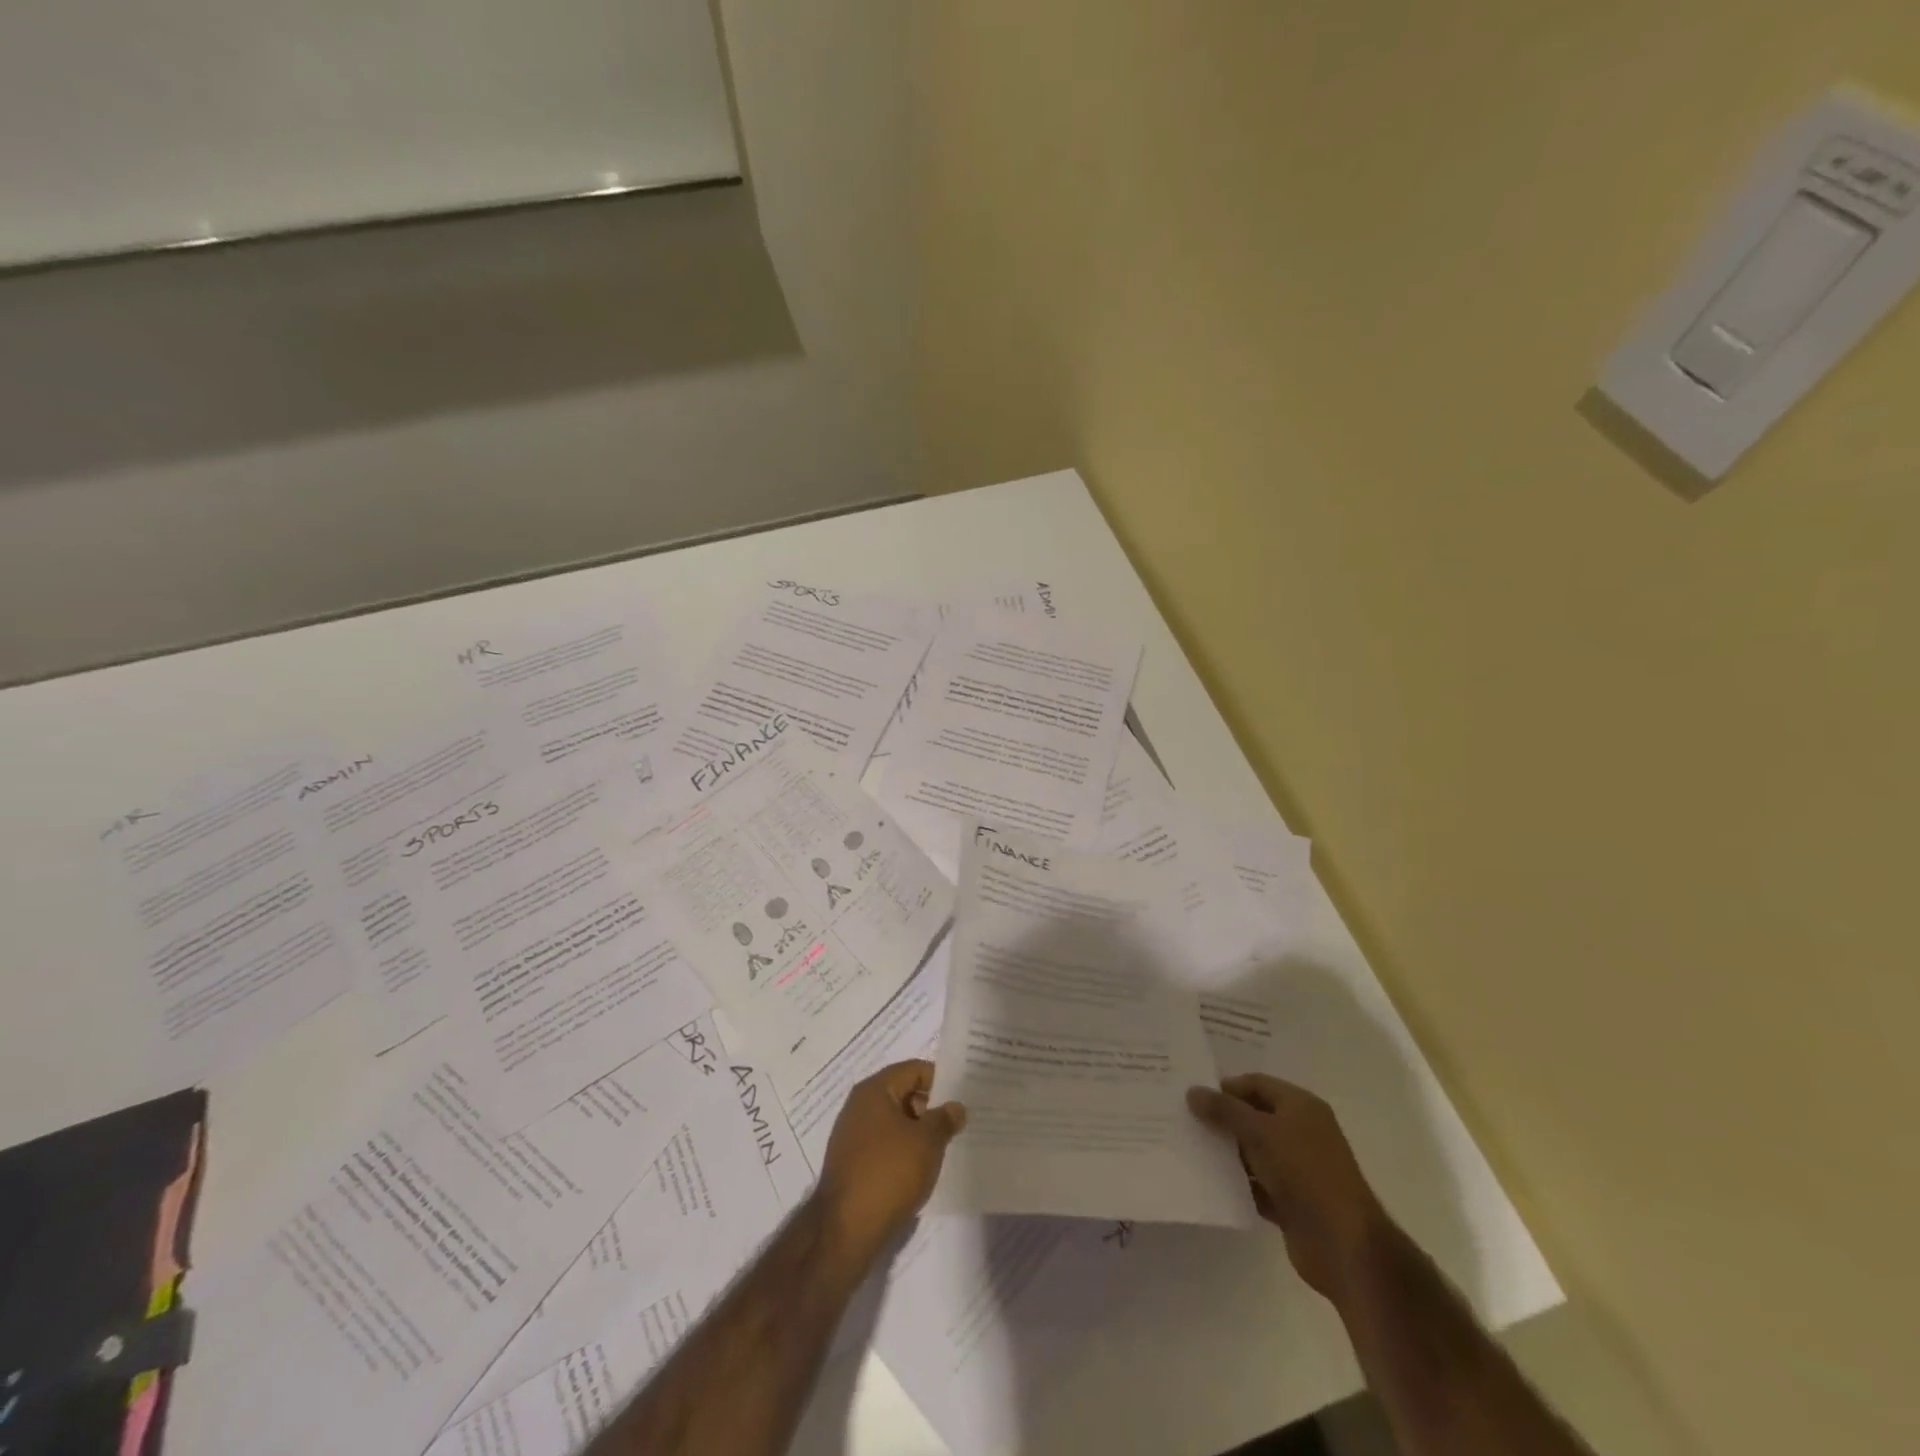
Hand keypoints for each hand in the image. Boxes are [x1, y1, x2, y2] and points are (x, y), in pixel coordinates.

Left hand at [816, 1060, 965, 1259]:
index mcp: (874, 1090)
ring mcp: (852, 1135)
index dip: (940, 1080)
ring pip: (894, 1122)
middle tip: (958, 1123)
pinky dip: (903, 1151)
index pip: (914, 1070)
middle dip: (930, 1107)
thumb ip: (944, 1119)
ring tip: (944, 1147)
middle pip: (903, 1094)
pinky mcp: (852, 1163)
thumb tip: (955, 1106)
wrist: (845, 1230)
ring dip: (918, 1131)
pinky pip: (884, 1145)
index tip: (963, 1096)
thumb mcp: (927, 1142)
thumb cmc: (889, 1173)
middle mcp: (859, 1106)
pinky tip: (921, 1169)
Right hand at [1187, 1073, 1387, 1307]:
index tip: (1193, 1097)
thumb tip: (1192, 1091)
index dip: (1226, 1087)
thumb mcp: (1261, 1132)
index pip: (1256, 1084)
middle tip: (1185, 1120)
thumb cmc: (1305, 1172)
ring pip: (1253, 1152)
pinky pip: (1256, 1184)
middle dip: (1222, 1119)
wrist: (1344, 1245)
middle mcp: (1300, 1132)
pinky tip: (1209, 1183)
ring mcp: (1297, 1169)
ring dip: (1227, 1152)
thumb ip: (1225, 1110)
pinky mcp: (1291, 1202)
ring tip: (1190, 1149)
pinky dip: (1237, 1183)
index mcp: (1301, 1107)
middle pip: (1253, 1116)